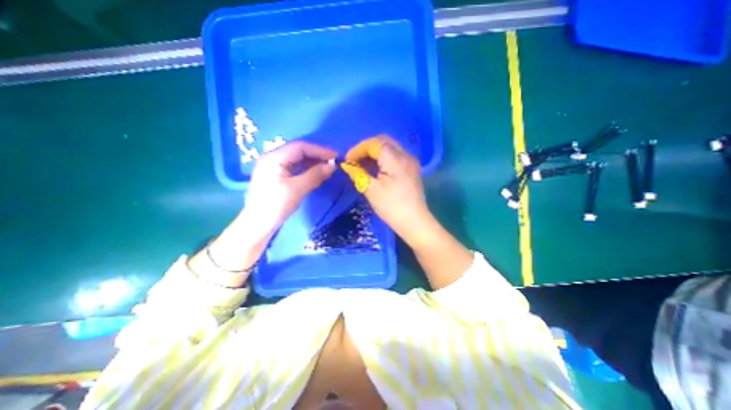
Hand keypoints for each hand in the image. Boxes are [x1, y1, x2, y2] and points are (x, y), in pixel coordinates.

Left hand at [245, 139, 336, 229]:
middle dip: (316, 155)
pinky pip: (294, 168)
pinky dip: (307, 169)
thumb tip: (332, 166)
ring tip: (327, 167)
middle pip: (298, 151)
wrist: (257, 225)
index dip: (319, 150)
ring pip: (297, 159)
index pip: (300, 147)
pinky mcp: (276, 176)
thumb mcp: (297, 189)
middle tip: (333, 162)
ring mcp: (274, 167)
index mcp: (274, 158)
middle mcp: (273, 158)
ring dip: (313, 162)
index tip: (335, 156)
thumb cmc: (275, 206)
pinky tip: (316, 173)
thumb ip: (315, 175)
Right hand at [341, 135, 431, 245]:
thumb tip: (346, 165)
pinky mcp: (412, 168)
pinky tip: (376, 169)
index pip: (374, 144)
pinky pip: (396, 155)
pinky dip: (383, 158)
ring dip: (375, 152)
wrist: (414, 221)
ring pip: (390, 147)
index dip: (358, 149)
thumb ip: (358, 173)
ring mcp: (411, 161)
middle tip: (355, 160)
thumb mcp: (371, 190)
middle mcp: (405, 155)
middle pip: (383, 141)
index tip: (347, 160)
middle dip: (366, 148)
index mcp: (395, 158)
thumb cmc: (391, 207)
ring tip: (363, 164)